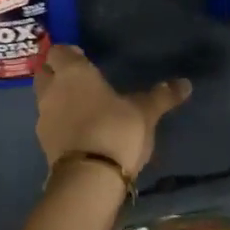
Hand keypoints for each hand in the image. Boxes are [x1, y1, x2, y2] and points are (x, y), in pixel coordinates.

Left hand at [33, 45, 190, 182]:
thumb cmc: (116, 130)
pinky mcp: (43, 143)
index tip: (84, 59)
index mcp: (73, 72)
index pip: (57, 51)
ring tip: (80, 106)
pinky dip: (59, 122)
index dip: (69, 53)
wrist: (89, 178)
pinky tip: (78, 131)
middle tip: (79, 80)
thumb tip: (186, 83)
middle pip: (44, 71)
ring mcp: (44, 117)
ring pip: (43, 98)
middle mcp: (52, 90)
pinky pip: (48, 123)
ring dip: (56, 98)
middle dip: (56, 72)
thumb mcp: (146, 112)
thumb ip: (162, 96)